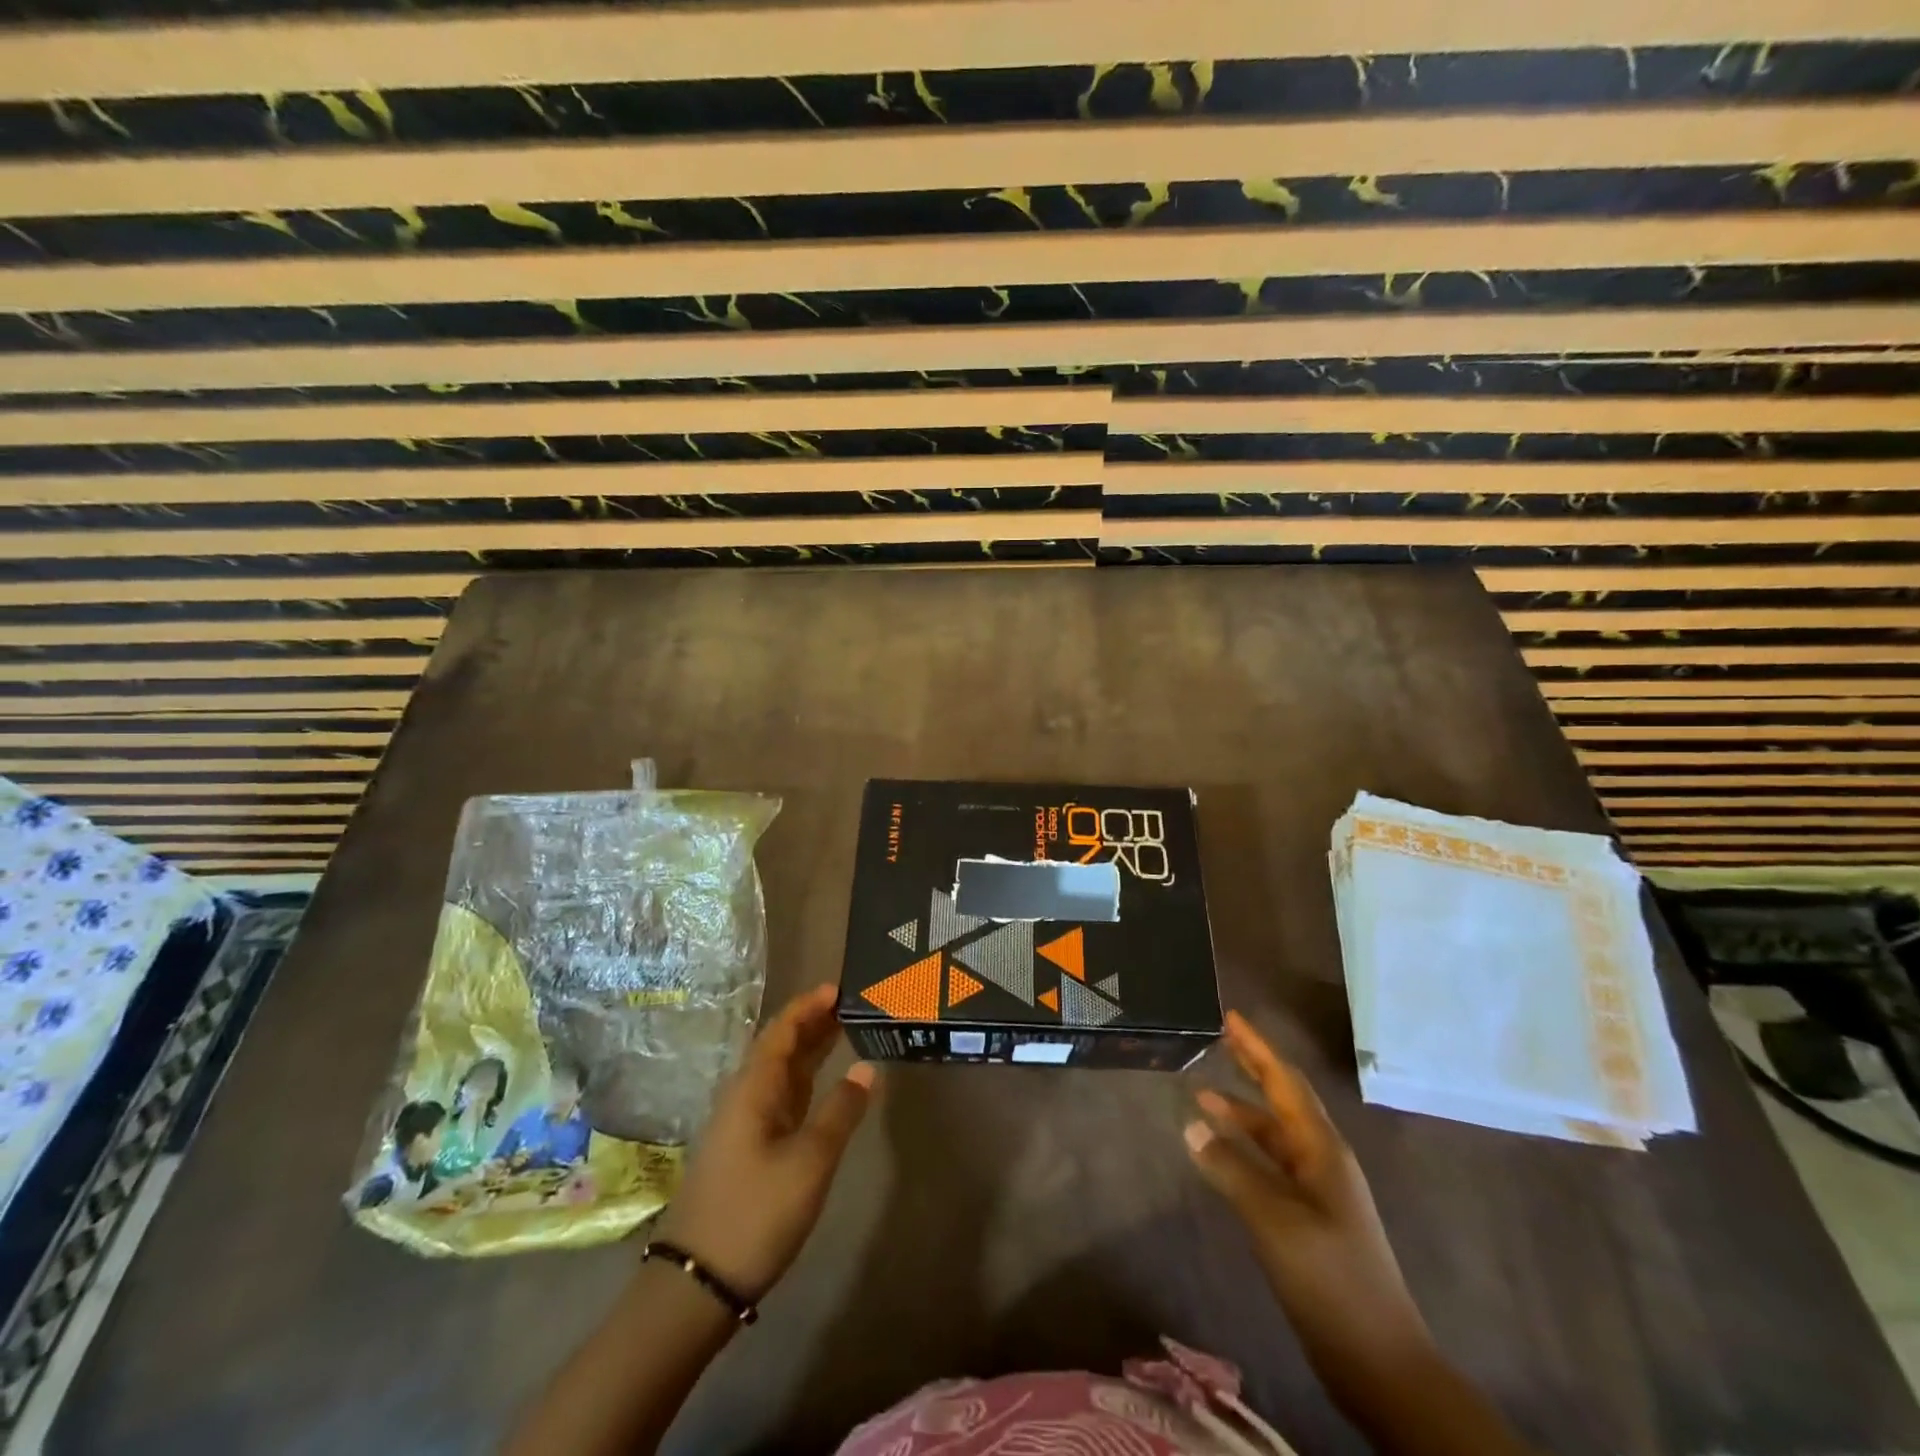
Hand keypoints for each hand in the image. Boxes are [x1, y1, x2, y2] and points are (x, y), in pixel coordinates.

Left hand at [652, 984, 876, 1301]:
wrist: (697, 1284)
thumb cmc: (755, 1213)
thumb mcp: (809, 1161)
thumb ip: (841, 1111)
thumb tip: (868, 1067)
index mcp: (753, 1088)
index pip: (782, 1030)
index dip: (809, 1006)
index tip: (839, 987)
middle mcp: (745, 1097)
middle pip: (781, 1047)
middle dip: (814, 1023)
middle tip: (853, 1006)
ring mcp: (744, 1126)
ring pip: (781, 1074)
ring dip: (810, 1052)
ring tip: (845, 1033)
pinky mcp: (748, 1152)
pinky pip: (781, 1100)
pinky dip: (806, 1084)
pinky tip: (824, 1088)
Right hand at [1185, 1011, 1429, 1363]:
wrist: (1381, 1361)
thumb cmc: (1331, 1278)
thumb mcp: (1274, 1219)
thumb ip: (1231, 1168)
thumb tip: (1191, 1125)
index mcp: (1322, 1149)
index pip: (1284, 1082)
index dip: (1257, 1048)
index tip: (1231, 1017)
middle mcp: (1322, 1160)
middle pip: (1283, 1100)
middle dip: (1254, 1068)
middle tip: (1221, 1039)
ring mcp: (1317, 1191)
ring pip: (1275, 1136)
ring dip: (1243, 1112)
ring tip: (1203, 1096)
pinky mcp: (1309, 1220)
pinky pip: (1271, 1166)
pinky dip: (1245, 1150)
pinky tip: (1222, 1154)